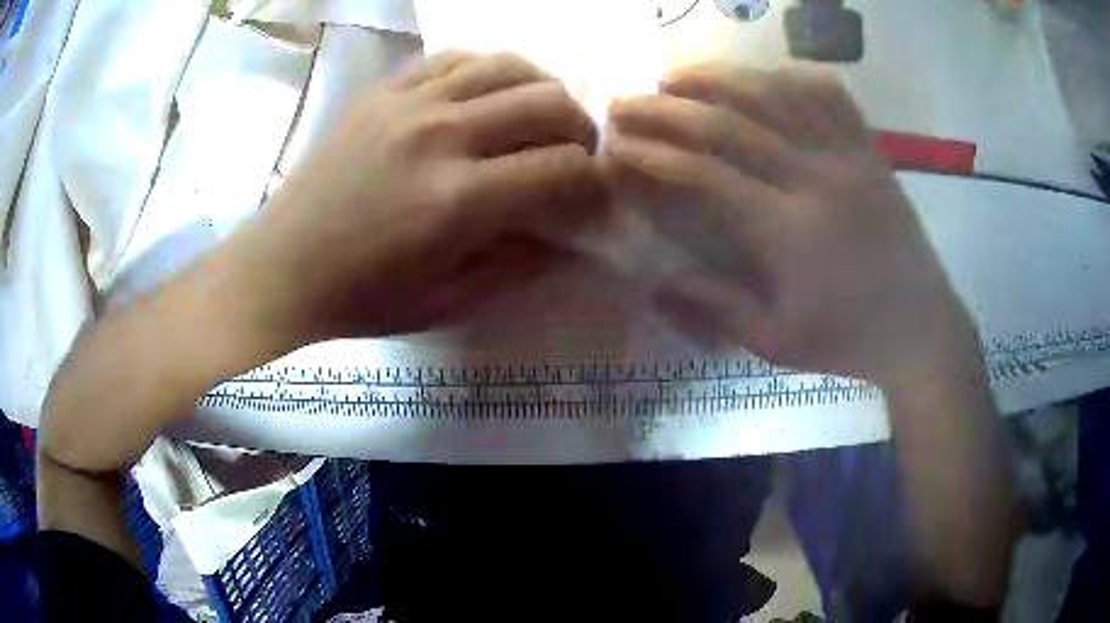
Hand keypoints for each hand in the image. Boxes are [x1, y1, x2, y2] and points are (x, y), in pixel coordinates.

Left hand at [234, 51, 606, 345]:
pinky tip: (489, 93)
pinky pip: (455, 57)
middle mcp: (441, 135)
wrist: (282, 268)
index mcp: (458, 201)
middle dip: (581, 129)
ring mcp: (408, 103)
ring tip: (539, 116)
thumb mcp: (447, 303)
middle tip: (573, 154)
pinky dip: (489, 69)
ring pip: (508, 65)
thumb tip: (571, 236)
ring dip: (542, 88)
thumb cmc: (362, 298)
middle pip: (548, 102)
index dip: (593, 182)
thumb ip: (519, 264)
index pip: (563, 168)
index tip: (591, 195)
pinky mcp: (383, 91)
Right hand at [605, 64, 978, 387]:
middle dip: (667, 108)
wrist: (921, 329)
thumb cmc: (848, 340)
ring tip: (679, 74)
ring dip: (719, 77)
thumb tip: (653, 281)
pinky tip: (765, 75)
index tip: (618, 146)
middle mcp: (815, 179)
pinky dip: (792, 75)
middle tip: (627, 99)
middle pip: (730, 123)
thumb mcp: (776, 342)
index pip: (706, 174)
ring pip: (776, 94)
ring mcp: (848, 158)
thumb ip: (714, 308)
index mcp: (788, 230)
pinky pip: (832, 96)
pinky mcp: (871, 152)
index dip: (655, 156)